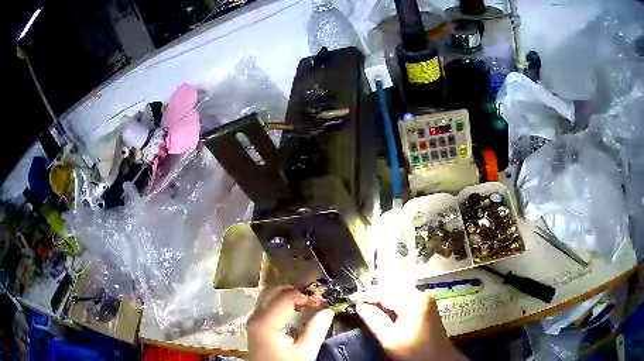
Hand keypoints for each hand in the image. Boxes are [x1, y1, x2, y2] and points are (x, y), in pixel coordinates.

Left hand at [248, 287, 334, 360]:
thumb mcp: (305, 353)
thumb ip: (316, 330)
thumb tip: (328, 310)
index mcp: (266, 322)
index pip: (286, 296)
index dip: (305, 294)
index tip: (322, 297)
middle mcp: (255, 317)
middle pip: (273, 292)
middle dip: (294, 290)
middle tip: (314, 297)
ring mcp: (253, 322)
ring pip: (268, 297)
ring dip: (287, 296)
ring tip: (307, 302)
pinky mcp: (255, 327)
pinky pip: (266, 306)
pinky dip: (280, 303)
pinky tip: (294, 310)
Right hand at [353, 289, 467, 360]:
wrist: (438, 359)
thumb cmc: (413, 352)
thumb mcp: (389, 338)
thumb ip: (374, 320)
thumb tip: (360, 306)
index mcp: (413, 301)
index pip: (385, 292)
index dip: (366, 294)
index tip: (351, 298)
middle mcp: (421, 295)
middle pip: (393, 289)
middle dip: (375, 295)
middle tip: (357, 301)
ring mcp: (426, 300)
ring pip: (399, 293)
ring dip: (383, 298)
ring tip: (367, 304)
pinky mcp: (427, 306)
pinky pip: (406, 299)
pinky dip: (393, 302)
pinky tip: (384, 309)